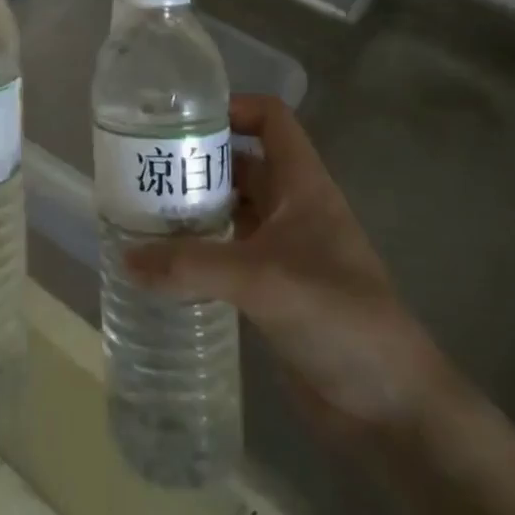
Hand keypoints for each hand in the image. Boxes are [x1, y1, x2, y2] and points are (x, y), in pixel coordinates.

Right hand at [124, 95, 455, 439]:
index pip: (271, 120)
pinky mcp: (270, 289)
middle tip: (143, 166)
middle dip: (196, 160)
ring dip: (192, 207)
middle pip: (240, 163)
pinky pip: (226, 253)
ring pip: (230, 209)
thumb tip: (125, 258)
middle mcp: (291, 208)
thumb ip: (191, 266)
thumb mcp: (262, 280)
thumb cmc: (339, 319)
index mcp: (302, 186)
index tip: (181, 119)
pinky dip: (197, 250)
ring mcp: (281, 250)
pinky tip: (161, 261)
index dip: (232, 107)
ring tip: (139, 209)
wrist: (390, 408)